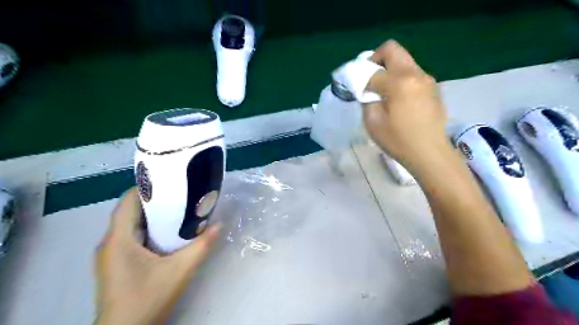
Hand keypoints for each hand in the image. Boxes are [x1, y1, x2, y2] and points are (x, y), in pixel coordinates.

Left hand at [94, 187, 220, 324]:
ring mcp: (110, 254)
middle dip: (154, 200)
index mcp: (119, 239)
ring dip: (151, 215)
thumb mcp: (181, 270)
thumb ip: (202, 246)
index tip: (170, 181)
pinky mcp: (115, 263)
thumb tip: (220, 224)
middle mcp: (109, 243)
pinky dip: (147, 228)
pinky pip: (130, 236)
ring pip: (130, 224)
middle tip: (180, 194)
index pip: (127, 202)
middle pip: (129, 211)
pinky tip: (165, 232)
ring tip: (177, 209)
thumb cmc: (148, 298)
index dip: (146, 188)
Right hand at [363, 40, 448, 170]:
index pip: (373, 71)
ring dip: (390, 69)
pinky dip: (401, 78)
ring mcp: (427, 79)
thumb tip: (367, 89)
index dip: (360, 79)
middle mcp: (415, 74)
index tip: (357, 90)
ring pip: (404, 61)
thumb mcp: (373, 122)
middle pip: (392, 49)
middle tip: (369, 79)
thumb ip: (366, 99)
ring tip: (384, 91)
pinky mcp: (433, 88)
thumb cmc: (398, 140)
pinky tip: (399, 99)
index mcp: (399, 82)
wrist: (430, 153)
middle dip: (376, 59)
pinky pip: (413, 73)